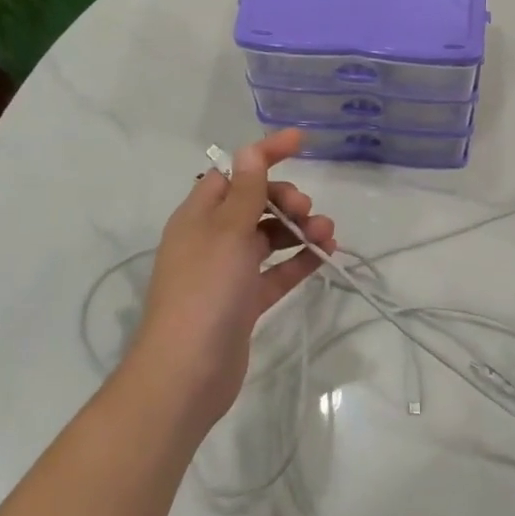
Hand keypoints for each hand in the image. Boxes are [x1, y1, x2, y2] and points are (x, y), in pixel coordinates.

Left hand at [132, 130, 335, 427]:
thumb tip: (250, 149)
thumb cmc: (205, 291)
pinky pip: (276, 271)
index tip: (301, 142)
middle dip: (285, 198)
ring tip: (327, 233)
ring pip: (268, 237)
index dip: (265, 154)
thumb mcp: (228, 232)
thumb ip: (245, 191)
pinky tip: (325, 255)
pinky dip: (299, 260)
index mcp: (199, 216)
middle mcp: (211, 239)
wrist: (187, 373)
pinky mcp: (244, 302)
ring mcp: (228, 272)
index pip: (234, 171)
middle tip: (306, 209)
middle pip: (253, 203)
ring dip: (298, 229)